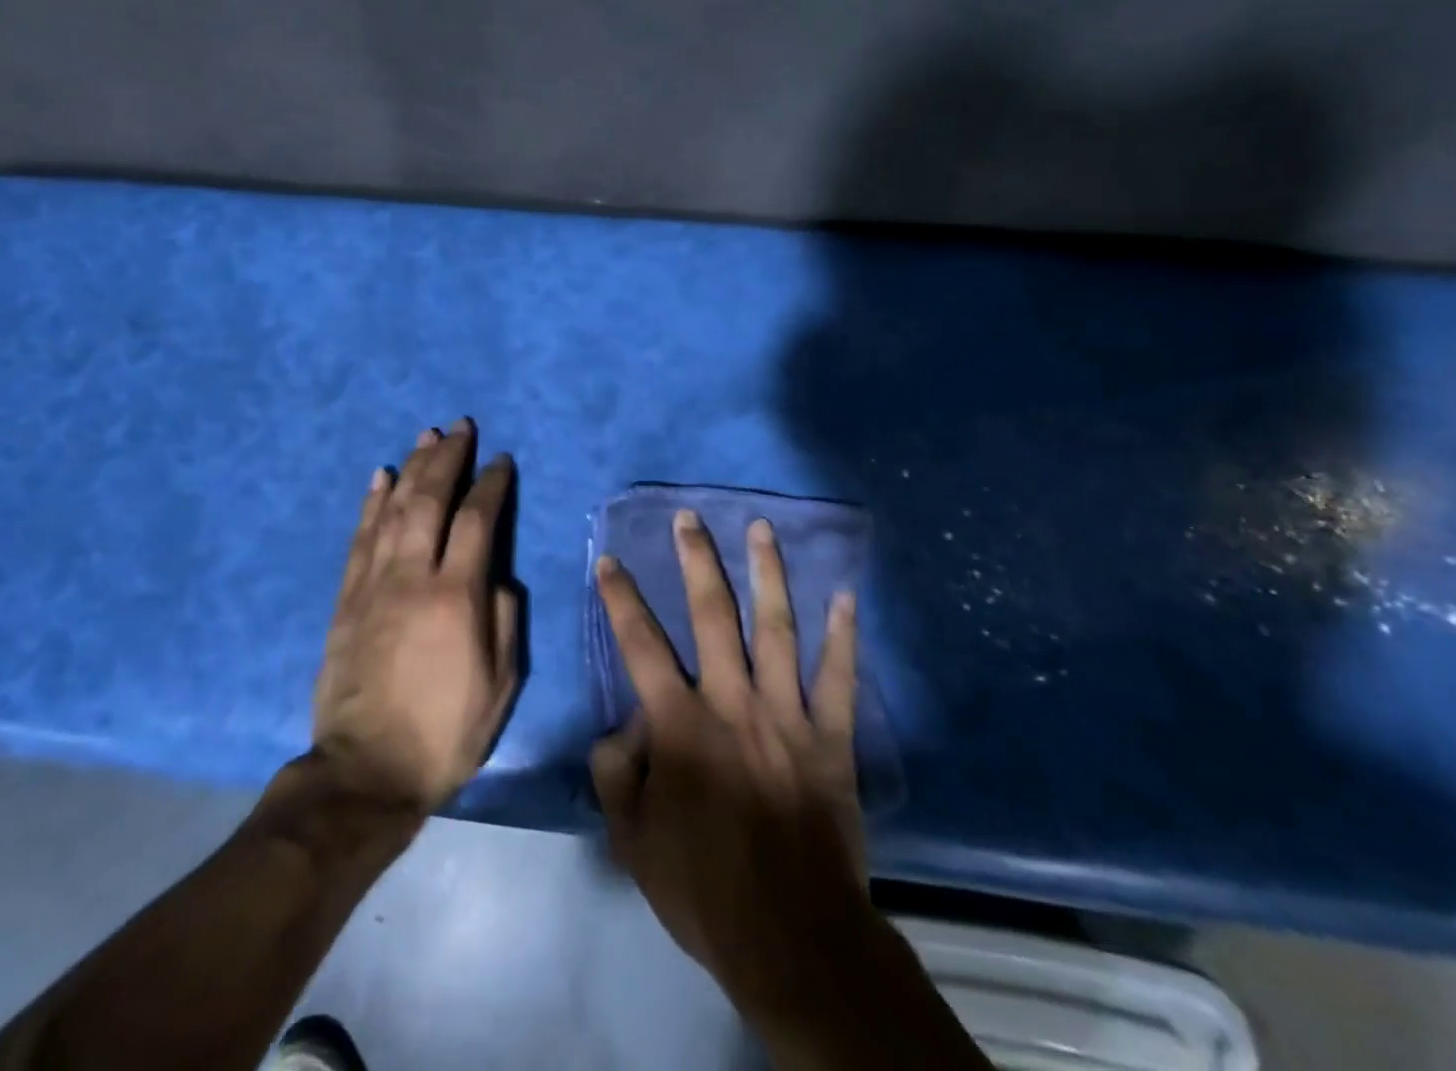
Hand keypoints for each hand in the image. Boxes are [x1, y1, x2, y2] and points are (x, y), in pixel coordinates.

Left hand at [312, 421, 520, 813]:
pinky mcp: (346, 599)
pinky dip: (370, 503)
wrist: (365, 772)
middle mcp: (412, 577)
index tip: (500, 461)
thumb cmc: (445, 732)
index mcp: (456, 597)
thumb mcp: (501, 685)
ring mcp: (373, 585)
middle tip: (460, 427)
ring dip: (411, 469)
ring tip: (425, 437)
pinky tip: (379, 477)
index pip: (477, 521)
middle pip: (430, 501)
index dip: (491, 485)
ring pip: (392, 510)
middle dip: (447, 459)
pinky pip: (359, 539)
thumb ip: (504, 620)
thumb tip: (498, 577)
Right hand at [590, 509, 869, 1018]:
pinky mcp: (831, 737)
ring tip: (762, 528)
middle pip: (712, 615)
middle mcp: (733, 702)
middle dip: (697, 561)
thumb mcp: (632, 840)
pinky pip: (840, 678)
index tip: (610, 559)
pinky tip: (845, 596)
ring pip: (776, 628)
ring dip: (768, 574)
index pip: (640, 645)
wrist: (792, 936)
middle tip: (689, 518)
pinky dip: (843, 636)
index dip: (621, 599)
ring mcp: (787, 714)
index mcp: (681, 723)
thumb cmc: (704, 887)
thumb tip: (621, 727)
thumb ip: (615, 774)